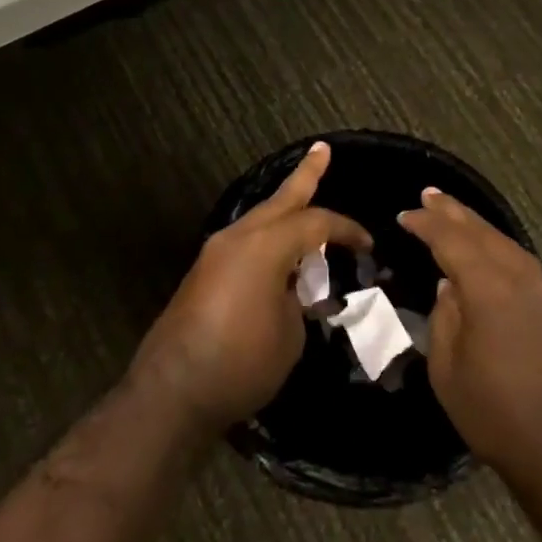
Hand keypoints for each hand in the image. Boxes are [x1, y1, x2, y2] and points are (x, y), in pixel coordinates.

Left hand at [132, 142, 372, 432]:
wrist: (173, 391)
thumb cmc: (241, 363)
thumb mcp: (290, 334)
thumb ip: (299, 300)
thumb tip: (294, 289)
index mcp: (265, 246)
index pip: (315, 223)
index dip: (346, 230)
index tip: (368, 245)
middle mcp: (238, 238)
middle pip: (280, 199)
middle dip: (305, 175)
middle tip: (322, 150)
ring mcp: (216, 252)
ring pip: (259, 218)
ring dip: (284, 206)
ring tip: (304, 194)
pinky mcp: (204, 272)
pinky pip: (245, 240)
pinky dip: (268, 235)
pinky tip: (280, 247)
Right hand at [399, 189, 541, 477]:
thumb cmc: (494, 412)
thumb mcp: (447, 367)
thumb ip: (444, 316)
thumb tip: (450, 286)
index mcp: (488, 287)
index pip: (450, 240)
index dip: (426, 224)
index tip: (405, 215)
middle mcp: (520, 276)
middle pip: (481, 231)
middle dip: (452, 211)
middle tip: (429, 195)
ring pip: (505, 242)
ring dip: (476, 226)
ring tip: (454, 214)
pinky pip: (521, 261)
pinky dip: (497, 247)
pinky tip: (487, 251)